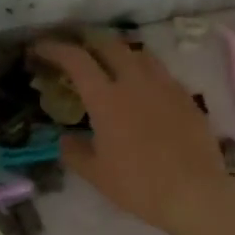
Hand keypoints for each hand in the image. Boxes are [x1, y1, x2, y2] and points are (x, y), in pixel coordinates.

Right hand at [31, 34, 233, 234]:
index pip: (76, 60)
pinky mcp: (186, 96)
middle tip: (76, 51)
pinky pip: (160, 72)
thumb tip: (65, 139)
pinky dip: (143, 71)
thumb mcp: (96, 174)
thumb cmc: (138, 185)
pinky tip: (142, 89)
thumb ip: (74, 152)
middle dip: (87, 42)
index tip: (40, 48)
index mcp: (107, 98)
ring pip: (138, 53)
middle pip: (109, 45)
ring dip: (118, 52)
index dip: (55, 49)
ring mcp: (164, 85)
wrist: (194, 193)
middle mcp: (135, 82)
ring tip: (110, 64)